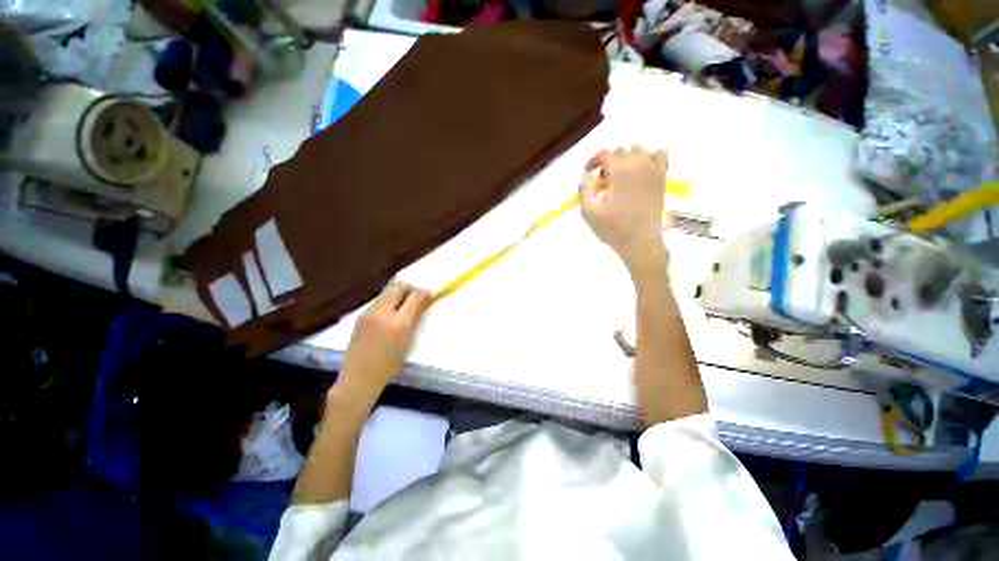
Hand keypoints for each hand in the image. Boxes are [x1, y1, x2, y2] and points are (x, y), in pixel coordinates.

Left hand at [335, 283, 431, 405]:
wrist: (359, 377)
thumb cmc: (389, 365)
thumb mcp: (408, 341)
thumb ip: (415, 318)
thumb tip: (424, 302)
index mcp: (399, 323)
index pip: (414, 296)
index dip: (424, 292)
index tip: (429, 294)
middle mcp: (383, 313)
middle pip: (399, 286)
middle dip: (410, 288)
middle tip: (417, 295)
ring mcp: (369, 312)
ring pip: (387, 291)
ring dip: (399, 293)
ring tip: (404, 303)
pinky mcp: (361, 315)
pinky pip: (378, 300)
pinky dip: (388, 301)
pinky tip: (391, 312)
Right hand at [579, 147, 669, 272]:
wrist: (640, 242)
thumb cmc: (613, 229)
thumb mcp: (589, 212)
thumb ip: (584, 190)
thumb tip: (586, 176)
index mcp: (619, 173)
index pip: (605, 154)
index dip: (593, 161)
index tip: (589, 173)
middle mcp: (637, 165)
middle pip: (620, 151)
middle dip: (609, 164)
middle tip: (604, 183)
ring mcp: (653, 170)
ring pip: (639, 150)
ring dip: (627, 160)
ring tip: (622, 178)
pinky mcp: (662, 178)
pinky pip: (661, 155)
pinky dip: (651, 158)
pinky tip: (642, 172)